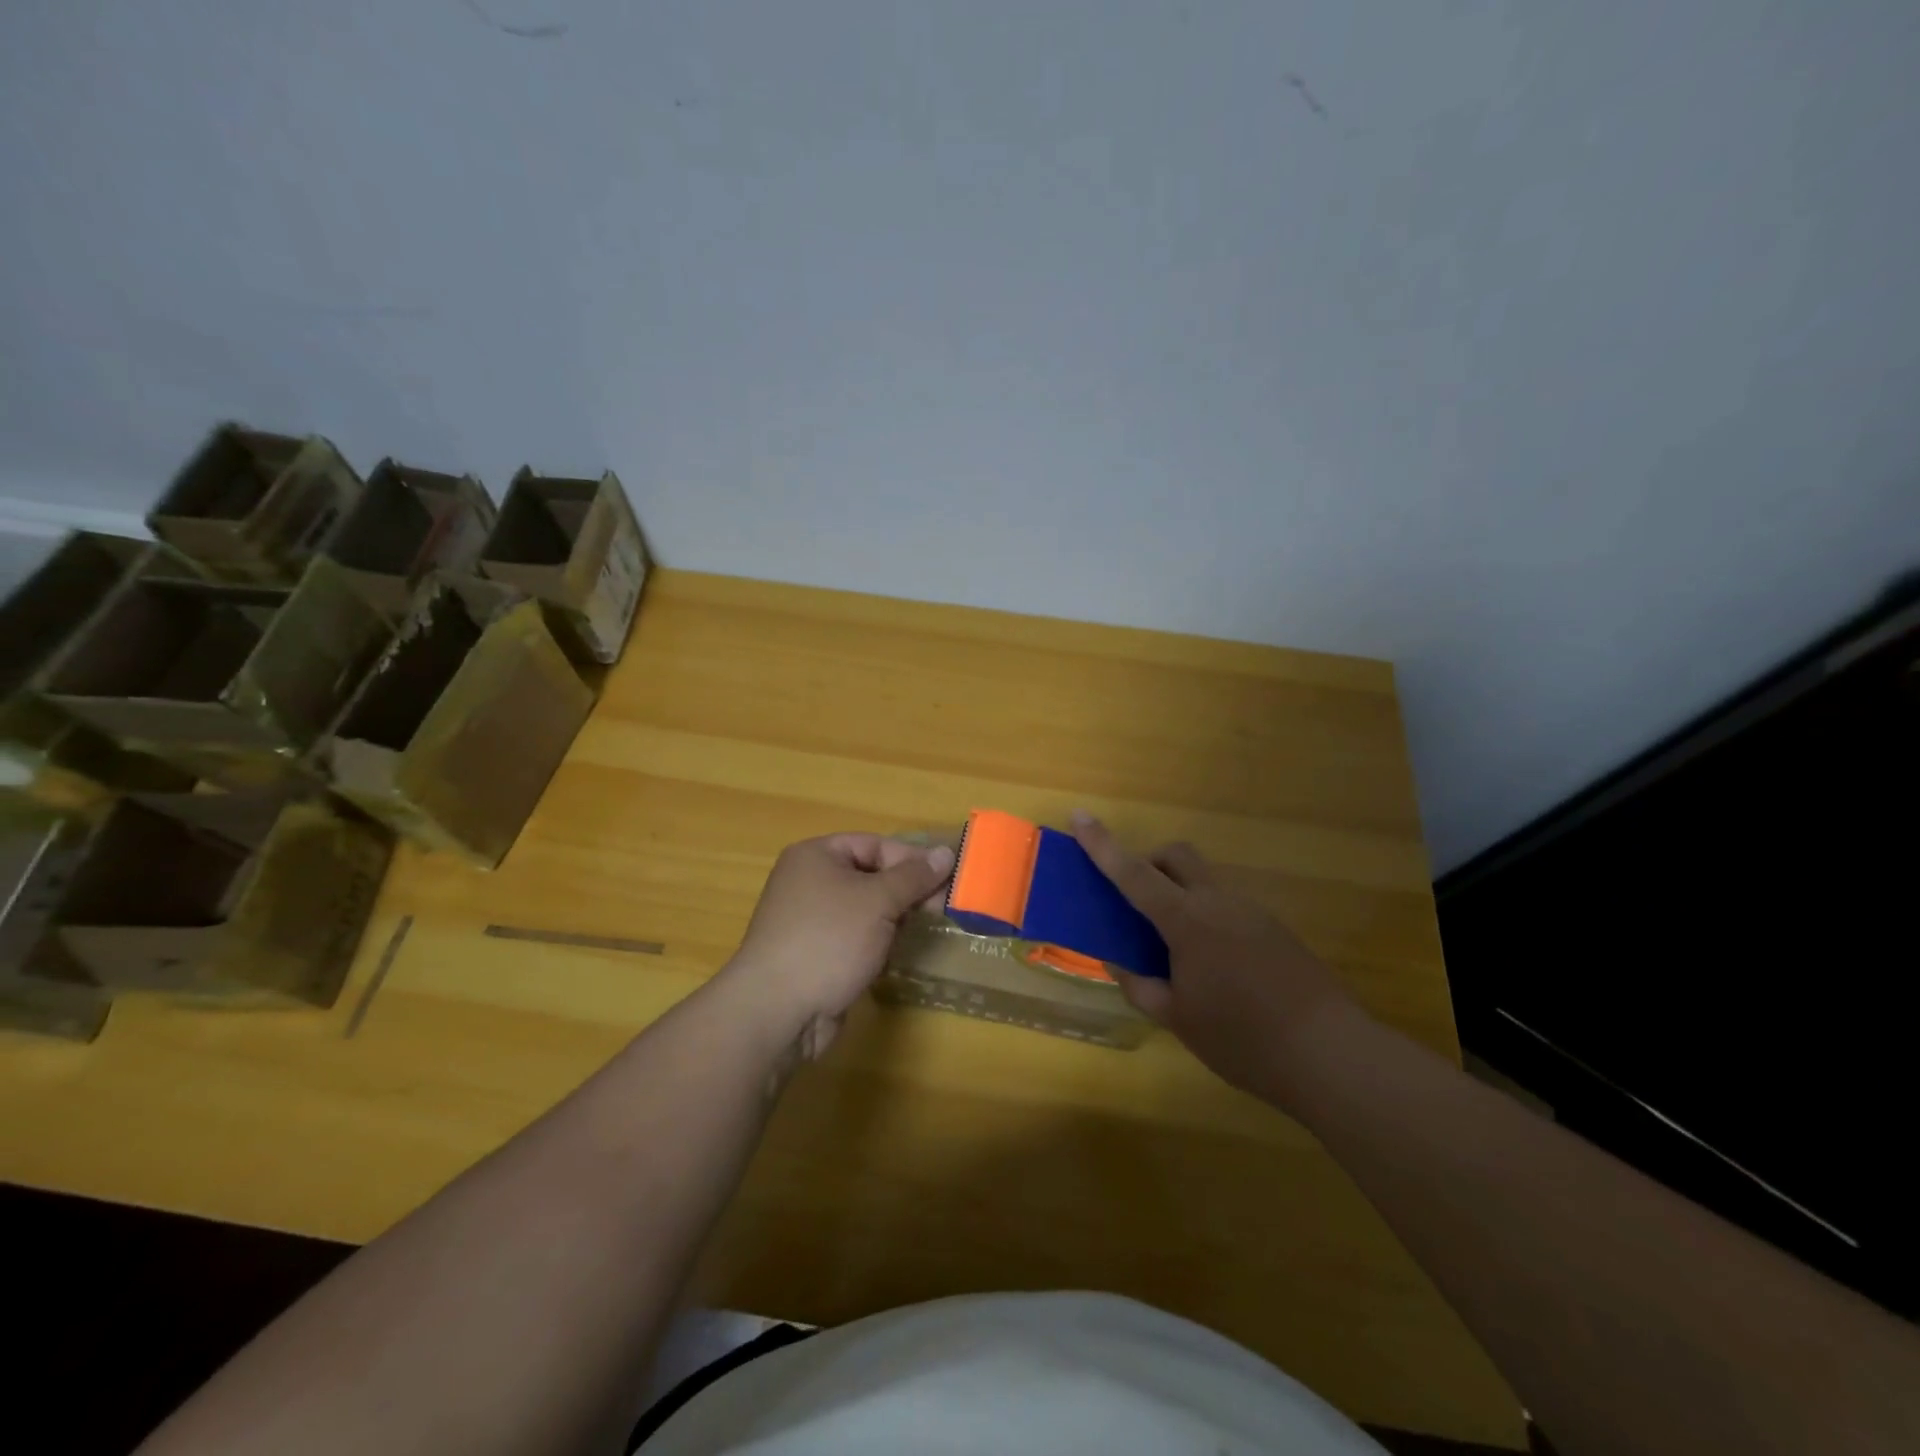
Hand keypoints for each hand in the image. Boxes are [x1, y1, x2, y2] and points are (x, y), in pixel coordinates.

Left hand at [721, 833, 954, 1061]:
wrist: (777, 1011)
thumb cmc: (828, 940)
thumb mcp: (878, 900)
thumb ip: (914, 877)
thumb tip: (947, 853)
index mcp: (816, 855)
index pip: (875, 844)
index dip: (911, 860)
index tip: (947, 880)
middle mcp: (809, 881)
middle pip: (870, 875)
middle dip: (906, 891)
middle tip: (941, 908)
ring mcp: (809, 920)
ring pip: (864, 909)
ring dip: (893, 919)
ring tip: (923, 930)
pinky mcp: (814, 954)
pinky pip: (854, 937)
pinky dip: (876, 942)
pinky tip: (893, 956)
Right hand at [1071, 811, 1362, 1104]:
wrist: (1332, 1055)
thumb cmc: (1242, 1039)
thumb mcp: (1178, 1019)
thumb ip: (1141, 986)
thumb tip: (1119, 963)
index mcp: (1188, 921)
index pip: (1134, 873)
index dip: (1103, 845)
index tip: (1079, 816)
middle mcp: (1220, 903)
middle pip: (1178, 856)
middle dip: (1150, 862)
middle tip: (1136, 901)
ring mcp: (1253, 912)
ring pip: (1205, 881)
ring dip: (1180, 894)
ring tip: (1176, 950)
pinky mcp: (1276, 929)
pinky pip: (1228, 906)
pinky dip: (1207, 916)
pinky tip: (1215, 966)